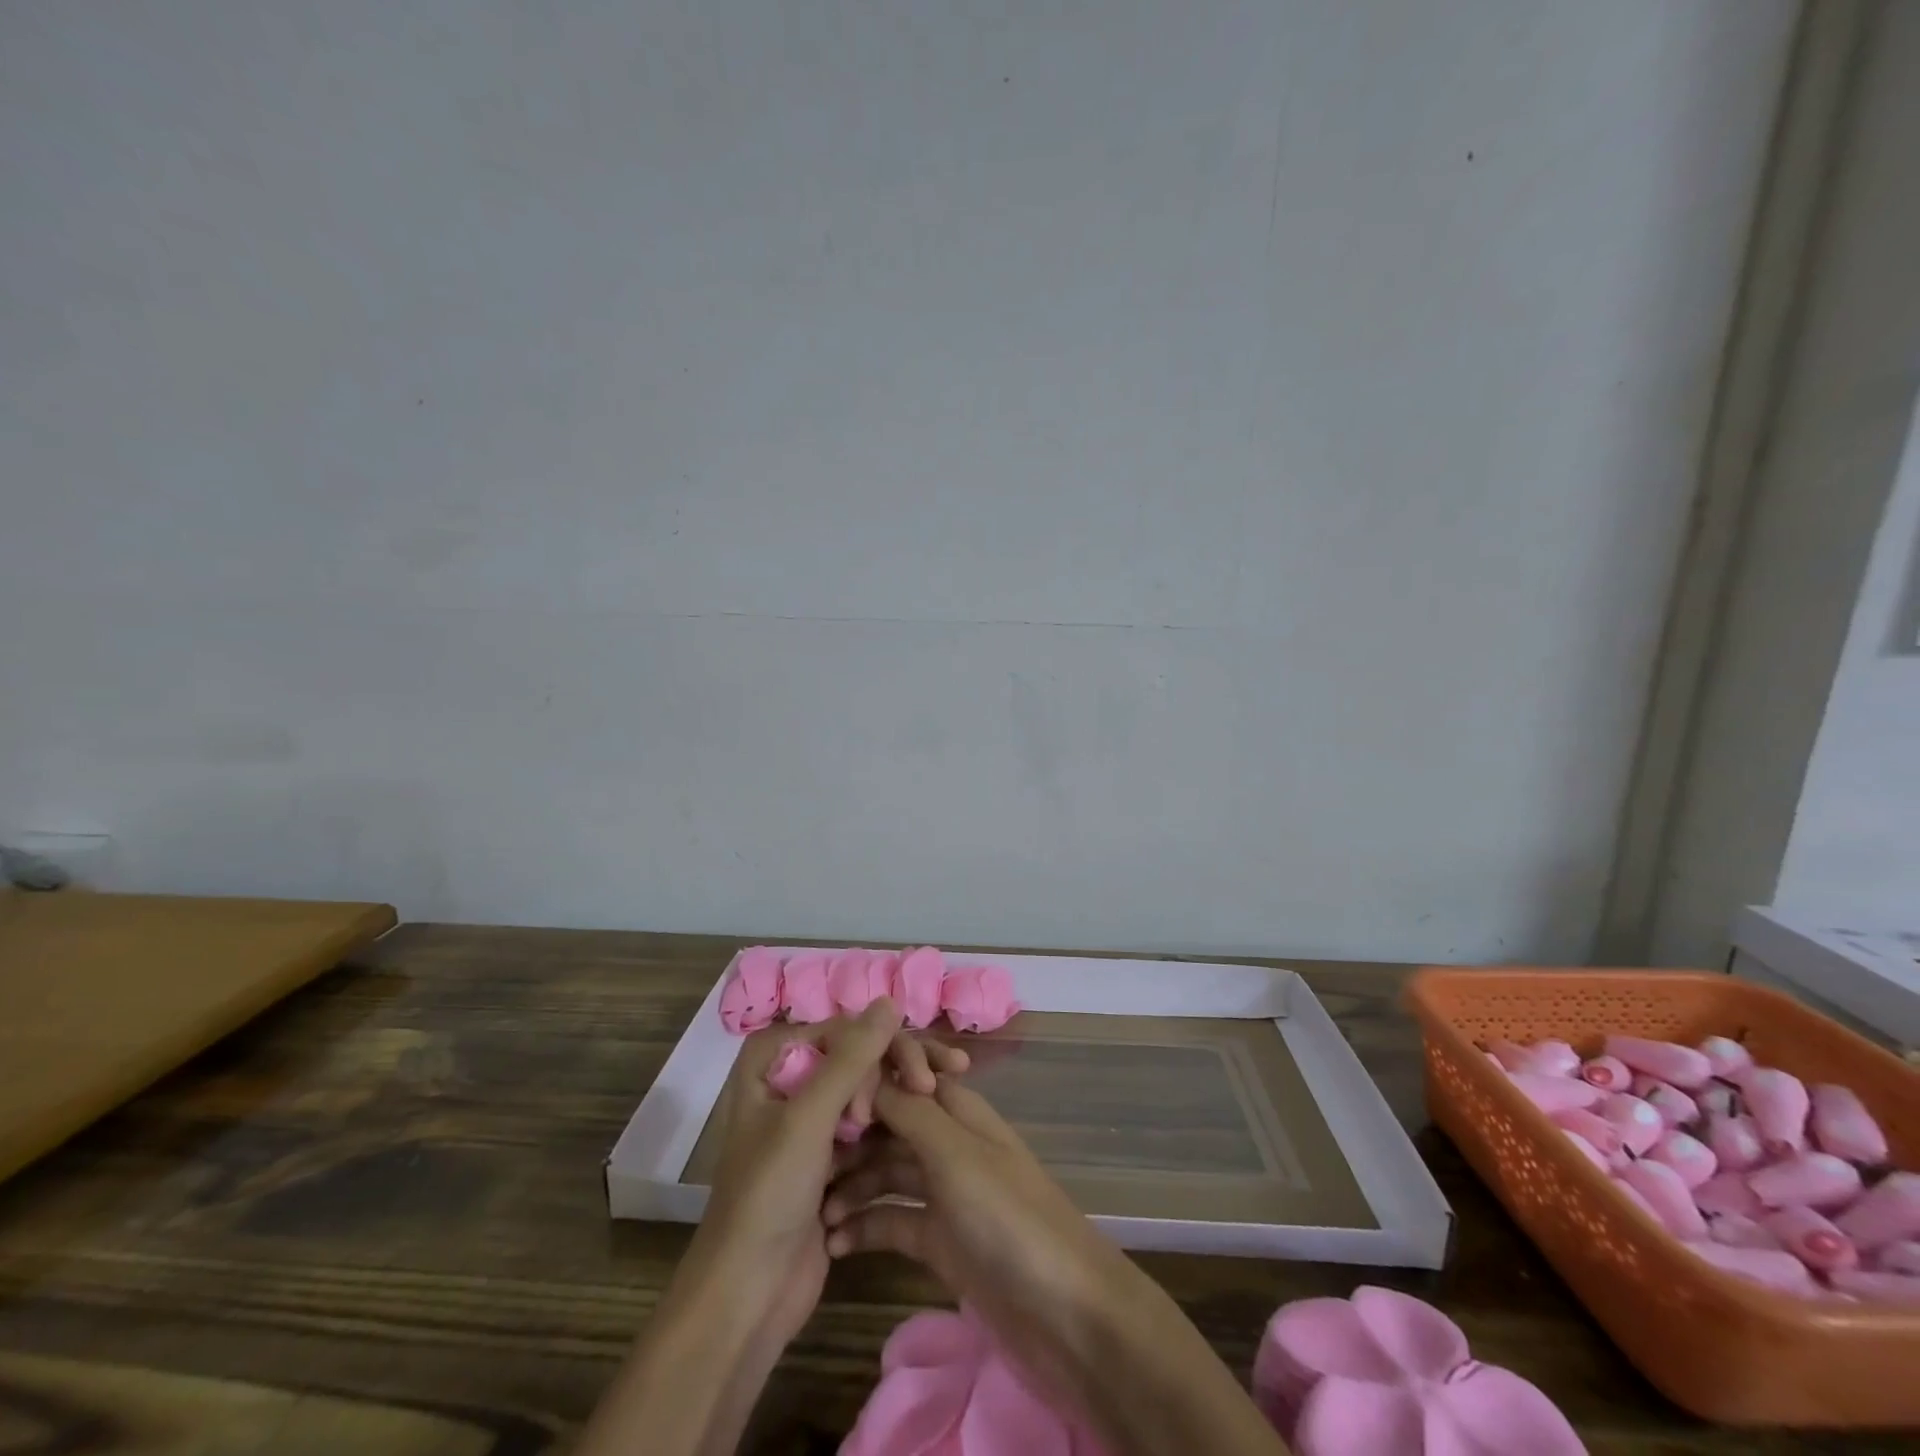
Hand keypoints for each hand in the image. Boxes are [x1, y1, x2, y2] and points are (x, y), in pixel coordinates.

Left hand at [685, 1000, 970, 1353]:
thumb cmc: (769, 1196)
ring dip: (900, 1095)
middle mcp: (789, 1082)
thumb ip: (852, 1057)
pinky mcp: (828, 1158)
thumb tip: (890, 999)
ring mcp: (809, 1122)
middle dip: (895, 1068)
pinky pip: (867, 1126)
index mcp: (770, 1062)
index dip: (879, 1046)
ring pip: (865, 1089)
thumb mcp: (809, 1118)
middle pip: (856, 1055)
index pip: (841, 1029)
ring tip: (944, 1098)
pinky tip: (929, 1129)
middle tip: (933, 1087)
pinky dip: (892, 1127)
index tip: (915, 1079)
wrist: (748, 1297)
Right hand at [822, 1078, 1286, 1455]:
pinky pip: (892, 1221)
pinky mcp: (940, 1241)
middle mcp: (947, 1142)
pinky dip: (864, 1227)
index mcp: (957, 1108)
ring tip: (811, 1211)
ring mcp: (944, 1192)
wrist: (1063, 1311)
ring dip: (850, 1185)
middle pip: (889, 1123)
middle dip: (848, 1136)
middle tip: (801, 1163)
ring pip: (885, 1172)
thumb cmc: (1007, 1217)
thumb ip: (908, 1110)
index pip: (904, 1074)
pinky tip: (833, 1243)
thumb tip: (865, 1072)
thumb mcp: (954, 1153)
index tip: (822, 1104)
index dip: (864, 1080)